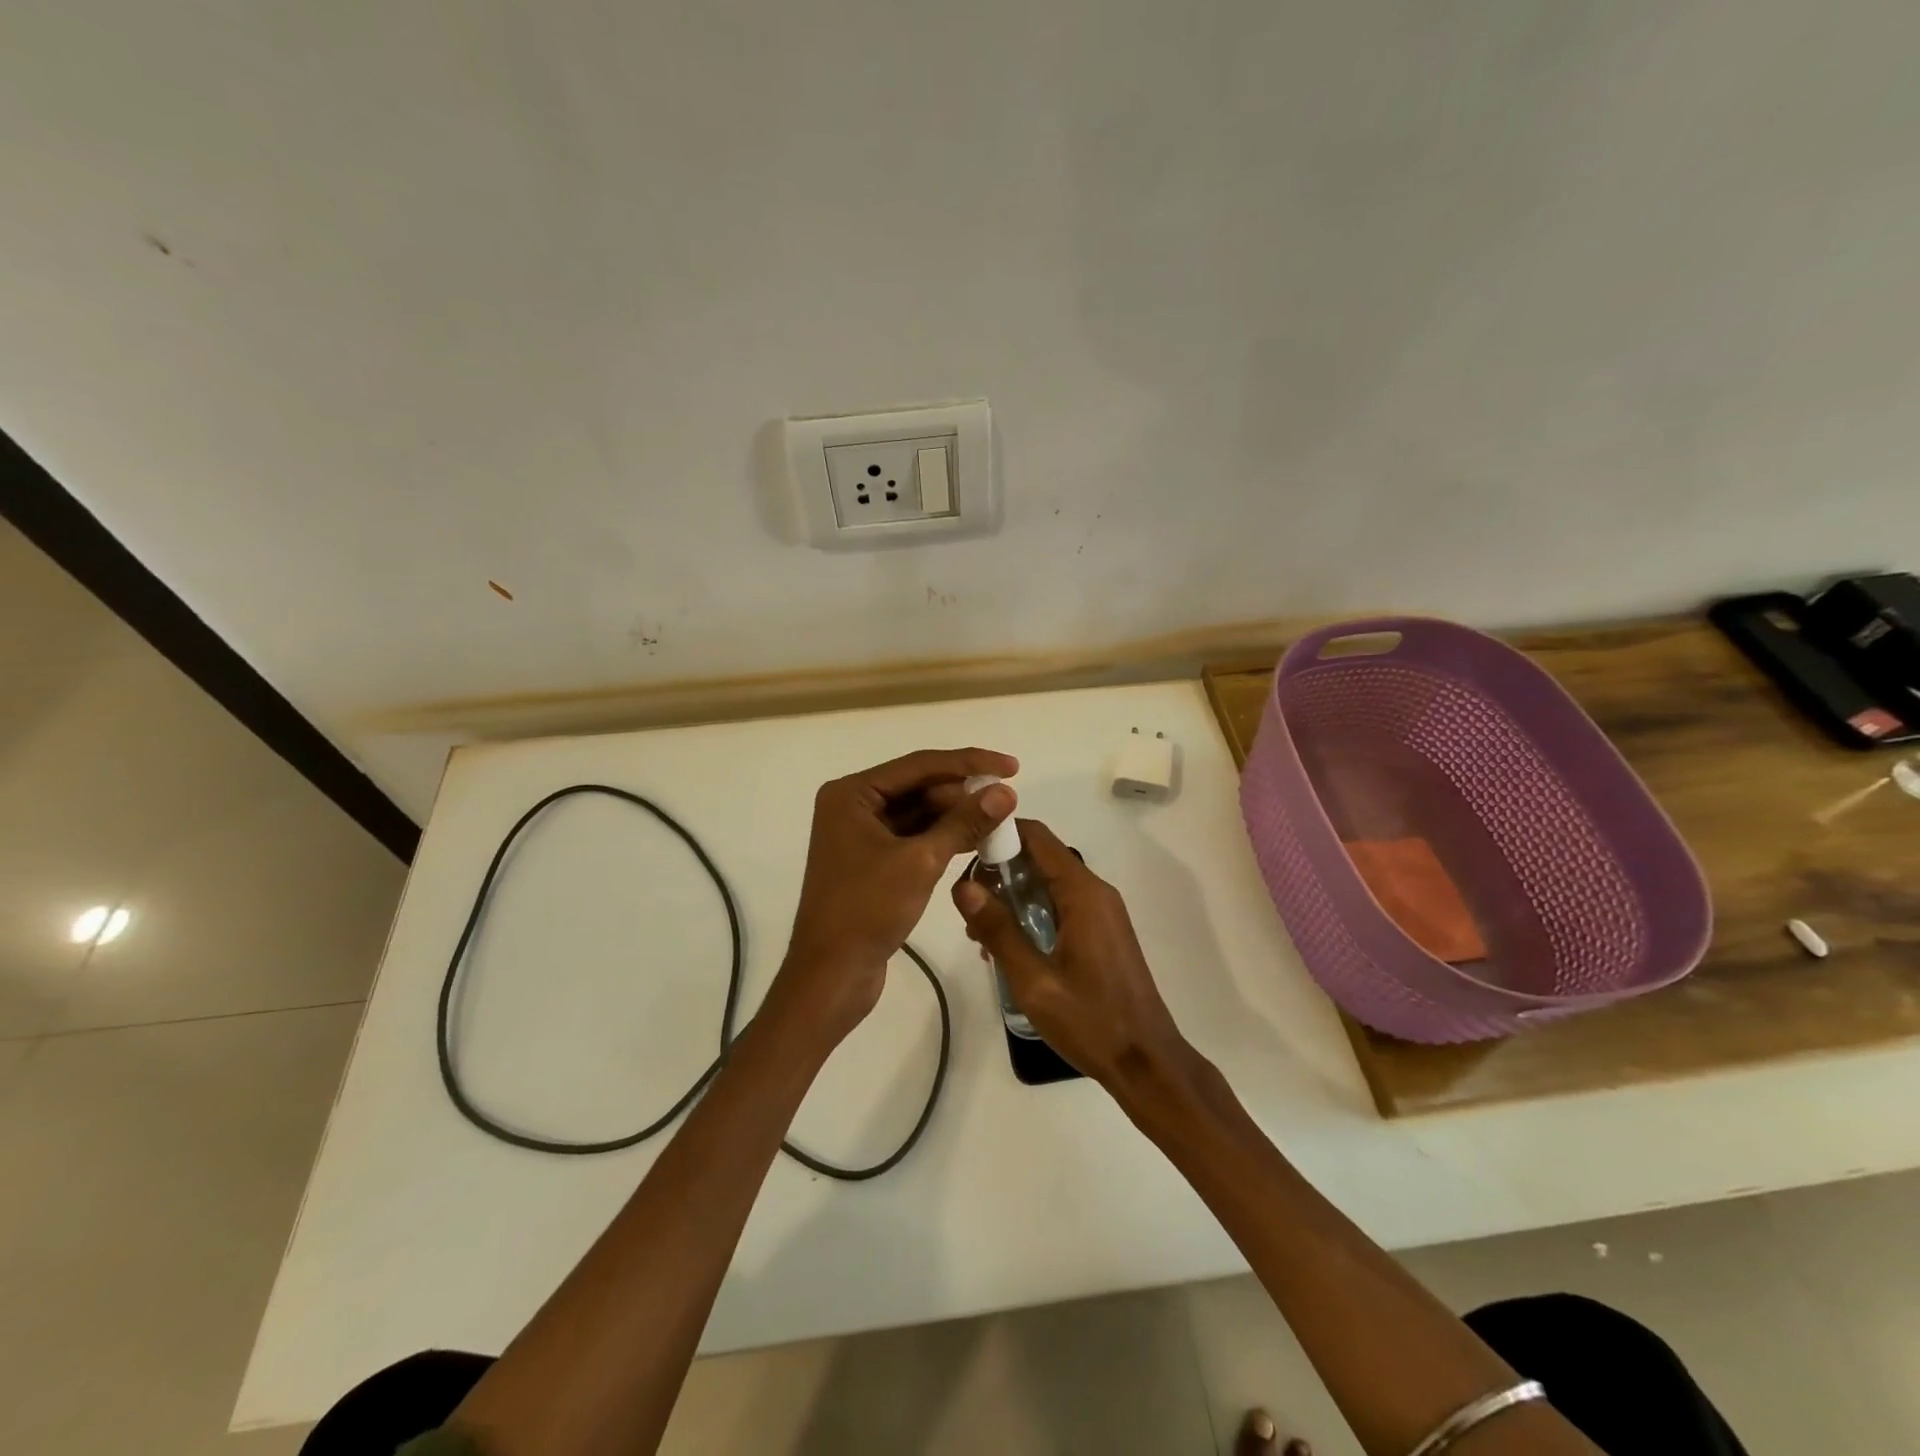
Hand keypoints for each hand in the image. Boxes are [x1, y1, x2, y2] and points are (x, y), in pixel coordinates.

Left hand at [776, 748, 1018, 1040]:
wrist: (831, 976)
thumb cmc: (867, 910)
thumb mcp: (921, 861)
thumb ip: (964, 823)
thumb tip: (1006, 792)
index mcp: (852, 794)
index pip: (920, 764)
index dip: (969, 763)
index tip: (1012, 766)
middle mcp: (853, 806)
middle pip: (919, 787)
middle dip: (962, 793)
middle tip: (1007, 801)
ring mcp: (861, 835)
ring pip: (918, 813)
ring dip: (956, 816)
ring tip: (999, 820)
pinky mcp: (872, 861)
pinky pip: (914, 837)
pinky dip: (943, 838)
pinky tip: (976, 842)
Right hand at [951, 819, 1188, 1092]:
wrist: (1147, 1062)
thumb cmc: (1091, 1021)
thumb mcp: (1034, 981)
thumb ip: (998, 930)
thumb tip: (963, 885)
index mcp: (1083, 893)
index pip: (1036, 837)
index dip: (999, 833)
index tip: (964, 850)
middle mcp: (1095, 892)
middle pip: (1040, 858)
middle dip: (1000, 872)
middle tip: (968, 908)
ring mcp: (1102, 912)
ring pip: (1049, 884)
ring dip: (1013, 898)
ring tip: (982, 936)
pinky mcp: (1102, 932)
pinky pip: (1061, 906)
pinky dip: (1033, 914)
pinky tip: (1011, 950)